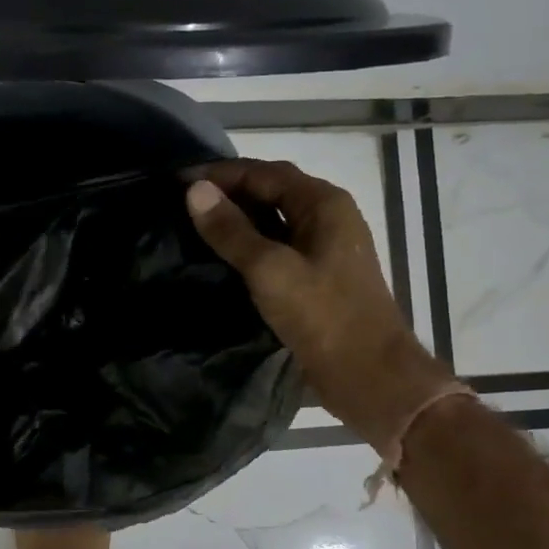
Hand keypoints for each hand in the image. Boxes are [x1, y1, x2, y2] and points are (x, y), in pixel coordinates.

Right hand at [186, 160, 452, 451]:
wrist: (370, 376)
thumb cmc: (323, 317)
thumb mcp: (269, 270)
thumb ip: (231, 230)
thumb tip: (195, 190)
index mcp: (324, 203)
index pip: (264, 172)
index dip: (220, 174)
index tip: (178, 181)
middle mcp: (329, 216)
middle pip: (272, 189)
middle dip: (229, 191)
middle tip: (183, 201)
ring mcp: (327, 246)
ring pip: (275, 218)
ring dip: (239, 217)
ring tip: (197, 224)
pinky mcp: (320, 275)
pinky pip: (279, 244)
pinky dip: (251, 242)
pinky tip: (225, 256)